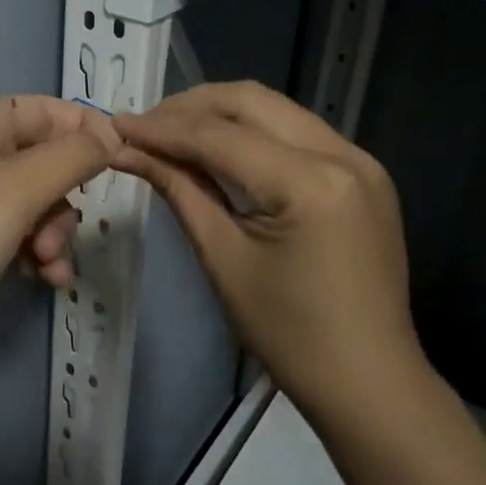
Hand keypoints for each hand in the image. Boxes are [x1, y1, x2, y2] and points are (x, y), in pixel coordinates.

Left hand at [0, 95, 119, 355]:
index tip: (121, 161)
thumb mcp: (14, 194)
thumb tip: (113, 136)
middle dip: (63, 201)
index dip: (85, 130)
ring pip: (35, 203)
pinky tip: (42, 281)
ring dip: (53, 235)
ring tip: (47, 269)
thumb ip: (70, 158)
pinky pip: (15, 234)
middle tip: (55, 239)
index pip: (46, 110)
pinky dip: (34, 254)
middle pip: (44, 161)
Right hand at [113, 81, 426, 427]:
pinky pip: (299, 134)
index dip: (163, 129)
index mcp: (310, 183)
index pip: (221, 136)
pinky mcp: (365, 174)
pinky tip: (221, 149)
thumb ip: (181, 191)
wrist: (369, 382)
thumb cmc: (290, 335)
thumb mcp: (224, 259)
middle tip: (144, 126)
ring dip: (222, 115)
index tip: (116, 126)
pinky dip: (255, 134)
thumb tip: (131, 152)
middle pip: (253, 102)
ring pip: (278, 110)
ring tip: (173, 133)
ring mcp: (362, 160)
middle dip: (191, 107)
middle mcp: (344, 154)